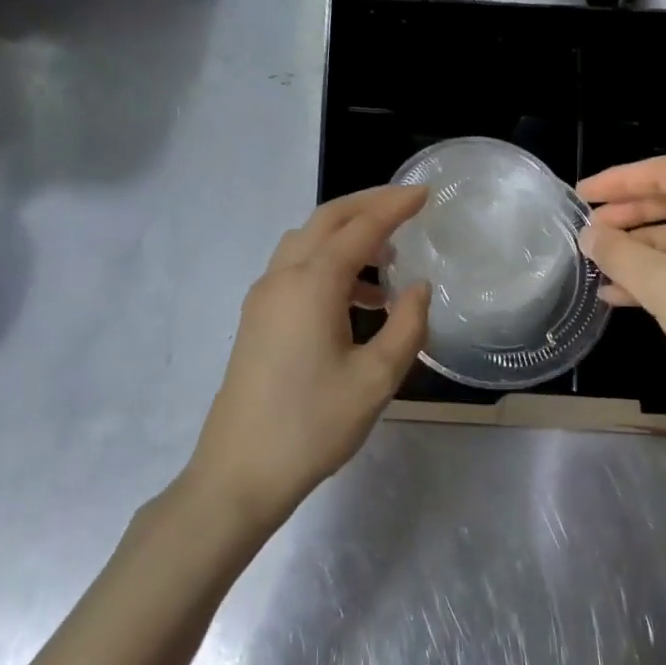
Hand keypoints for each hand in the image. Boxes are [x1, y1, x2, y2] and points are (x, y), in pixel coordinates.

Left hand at [187, 185, 431, 526]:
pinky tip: (357, 301)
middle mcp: (282, 278)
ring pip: (306, 243)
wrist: (240, 472)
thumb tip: (419, 288)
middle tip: (406, 205)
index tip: (426, 192)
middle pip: (326, 221)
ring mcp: (263, 298)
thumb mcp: (376, 379)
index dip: (395, 206)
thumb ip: (406, 326)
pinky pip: (295, 270)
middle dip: (367, 206)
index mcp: (312, 284)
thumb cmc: (313, 426)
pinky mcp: (256, 319)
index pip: (360, 228)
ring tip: (389, 261)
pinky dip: (329, 265)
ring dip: (346, 237)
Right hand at [576, 157, 665, 404]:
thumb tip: (589, 235)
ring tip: (598, 267)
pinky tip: (624, 296)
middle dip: (628, 217)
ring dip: (640, 251)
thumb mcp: (663, 285)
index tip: (581, 196)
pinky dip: (662, 276)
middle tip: (587, 232)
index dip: (618, 181)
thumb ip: (619, 254)